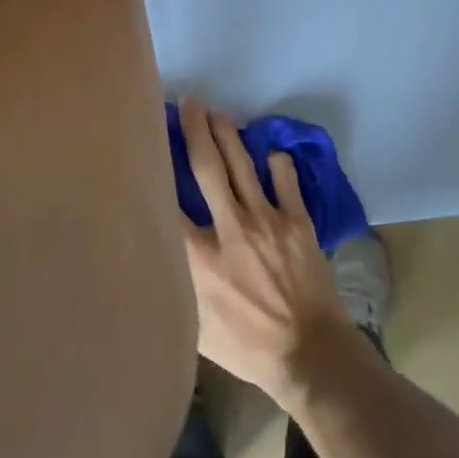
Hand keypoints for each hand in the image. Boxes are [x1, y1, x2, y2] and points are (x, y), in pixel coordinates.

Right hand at [178, 98, 353, 409]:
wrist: (310, 355)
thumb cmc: (247, 348)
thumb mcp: (195, 328)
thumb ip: (176, 288)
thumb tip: (158, 264)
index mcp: (198, 256)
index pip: (169, 201)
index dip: (157, 168)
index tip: (148, 144)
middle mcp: (229, 228)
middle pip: (207, 167)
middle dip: (196, 130)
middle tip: (188, 102)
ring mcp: (267, 221)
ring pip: (243, 165)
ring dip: (228, 135)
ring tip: (217, 112)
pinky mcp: (298, 222)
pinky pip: (285, 181)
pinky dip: (277, 164)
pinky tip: (271, 153)